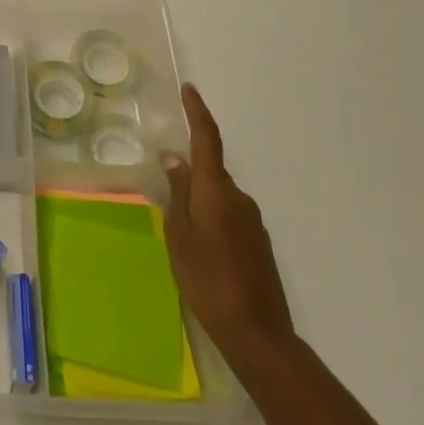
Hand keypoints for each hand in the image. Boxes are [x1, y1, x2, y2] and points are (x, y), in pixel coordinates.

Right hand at [162, 83, 295, 370]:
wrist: (259, 335)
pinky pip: (227, 214)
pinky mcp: (257, 242)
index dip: (197, 111)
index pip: (207, 139)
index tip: (189, 89)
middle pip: (210, 170)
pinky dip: (210, 218)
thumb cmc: (208, 281)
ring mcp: (252, 221)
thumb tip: (174, 158)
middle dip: (188, 172)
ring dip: (198, 201)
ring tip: (178, 230)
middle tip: (164, 190)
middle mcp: (238, 198)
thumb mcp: (179, 236)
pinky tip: (199, 248)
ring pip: (217, 195)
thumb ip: (177, 194)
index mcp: (216, 191)